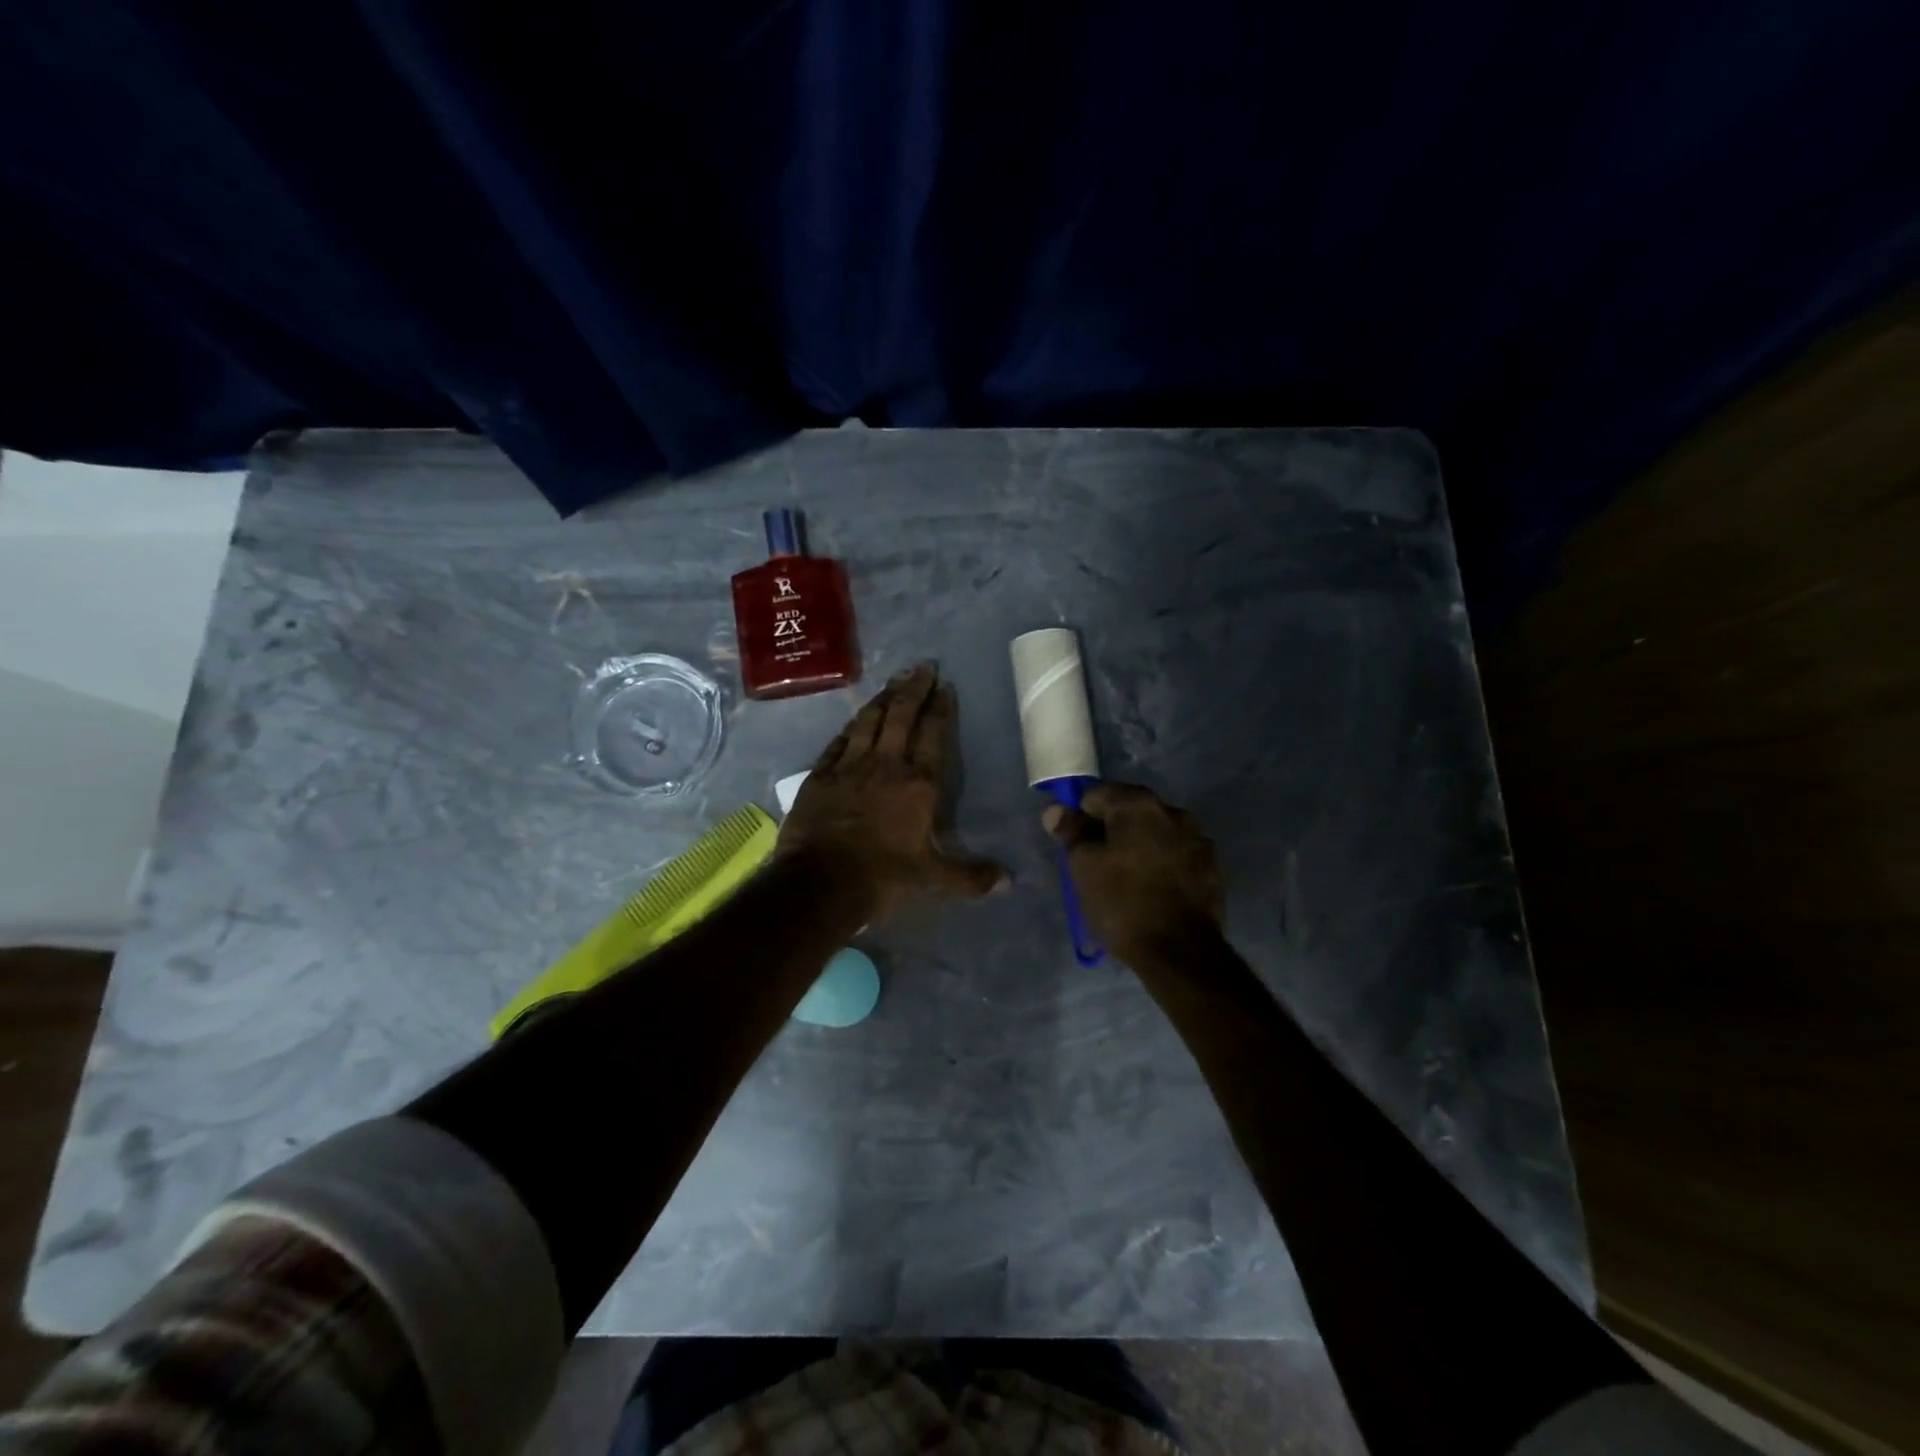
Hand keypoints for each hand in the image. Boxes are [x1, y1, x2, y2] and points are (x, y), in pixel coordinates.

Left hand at [781, 664, 1007, 919]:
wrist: (820, 882)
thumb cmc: (883, 878)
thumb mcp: (933, 880)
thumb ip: (971, 877)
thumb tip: (1009, 882)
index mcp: (919, 784)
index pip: (933, 735)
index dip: (940, 708)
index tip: (945, 685)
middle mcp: (886, 764)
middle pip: (900, 715)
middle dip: (913, 688)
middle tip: (922, 666)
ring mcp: (849, 766)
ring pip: (868, 721)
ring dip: (881, 699)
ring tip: (892, 681)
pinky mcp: (820, 776)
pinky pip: (838, 742)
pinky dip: (849, 728)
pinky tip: (854, 720)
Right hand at [1045, 783, 1225, 965]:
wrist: (1180, 951)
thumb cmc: (1122, 903)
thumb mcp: (1083, 867)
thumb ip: (1071, 832)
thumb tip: (1056, 810)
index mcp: (1138, 804)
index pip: (1097, 794)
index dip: (1080, 815)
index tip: (1074, 842)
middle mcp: (1172, 811)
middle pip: (1130, 811)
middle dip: (1111, 829)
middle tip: (1096, 862)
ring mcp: (1197, 839)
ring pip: (1155, 833)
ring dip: (1139, 845)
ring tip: (1126, 878)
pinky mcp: (1212, 867)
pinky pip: (1176, 855)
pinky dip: (1161, 863)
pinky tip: (1153, 889)